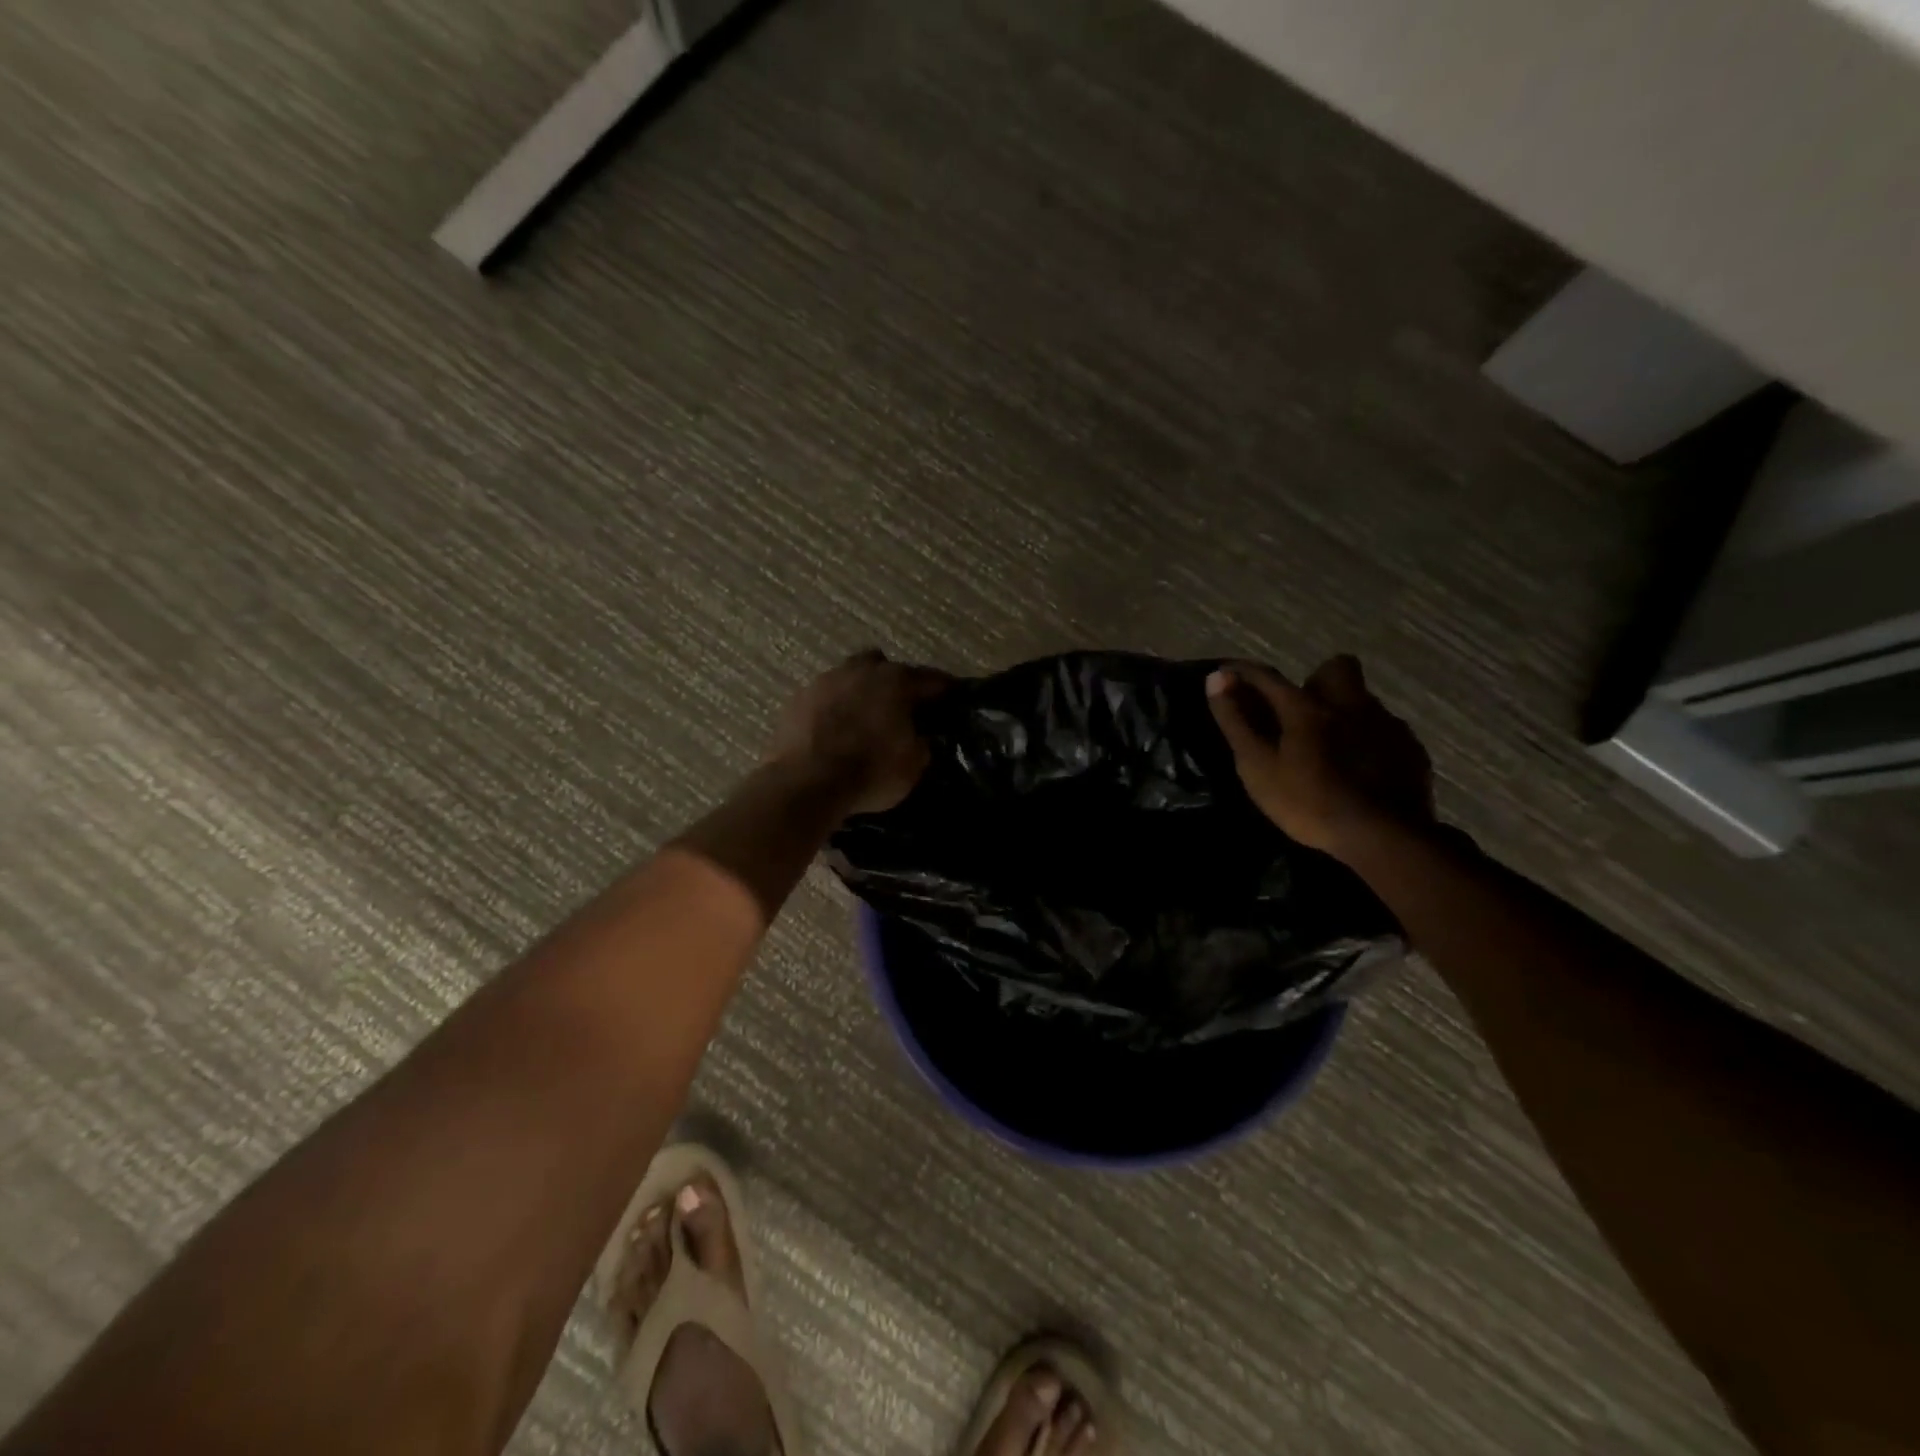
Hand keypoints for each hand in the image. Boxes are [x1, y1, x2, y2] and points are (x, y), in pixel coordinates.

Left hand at [764, 650, 952, 815]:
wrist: (805, 783)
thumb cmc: (869, 772)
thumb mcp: (913, 766)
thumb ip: (920, 744)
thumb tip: (918, 737)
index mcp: (895, 681)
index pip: (930, 679)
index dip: (943, 689)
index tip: (951, 696)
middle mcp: (860, 670)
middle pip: (883, 666)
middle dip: (893, 682)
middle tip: (899, 706)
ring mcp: (824, 681)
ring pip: (849, 676)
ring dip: (859, 692)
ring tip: (863, 718)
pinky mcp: (797, 699)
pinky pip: (824, 697)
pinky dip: (833, 709)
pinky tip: (834, 730)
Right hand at [1206, 655, 1434, 858]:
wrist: (1385, 837)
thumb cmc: (1309, 802)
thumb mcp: (1258, 767)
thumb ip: (1237, 722)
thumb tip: (1216, 678)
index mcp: (1307, 707)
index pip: (1268, 677)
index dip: (1244, 672)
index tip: (1227, 673)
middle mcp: (1350, 704)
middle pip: (1336, 668)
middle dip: (1315, 680)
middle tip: (1300, 713)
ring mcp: (1386, 725)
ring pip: (1363, 700)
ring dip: (1344, 712)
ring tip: (1330, 747)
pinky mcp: (1411, 750)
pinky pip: (1386, 730)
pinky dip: (1368, 739)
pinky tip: (1360, 768)